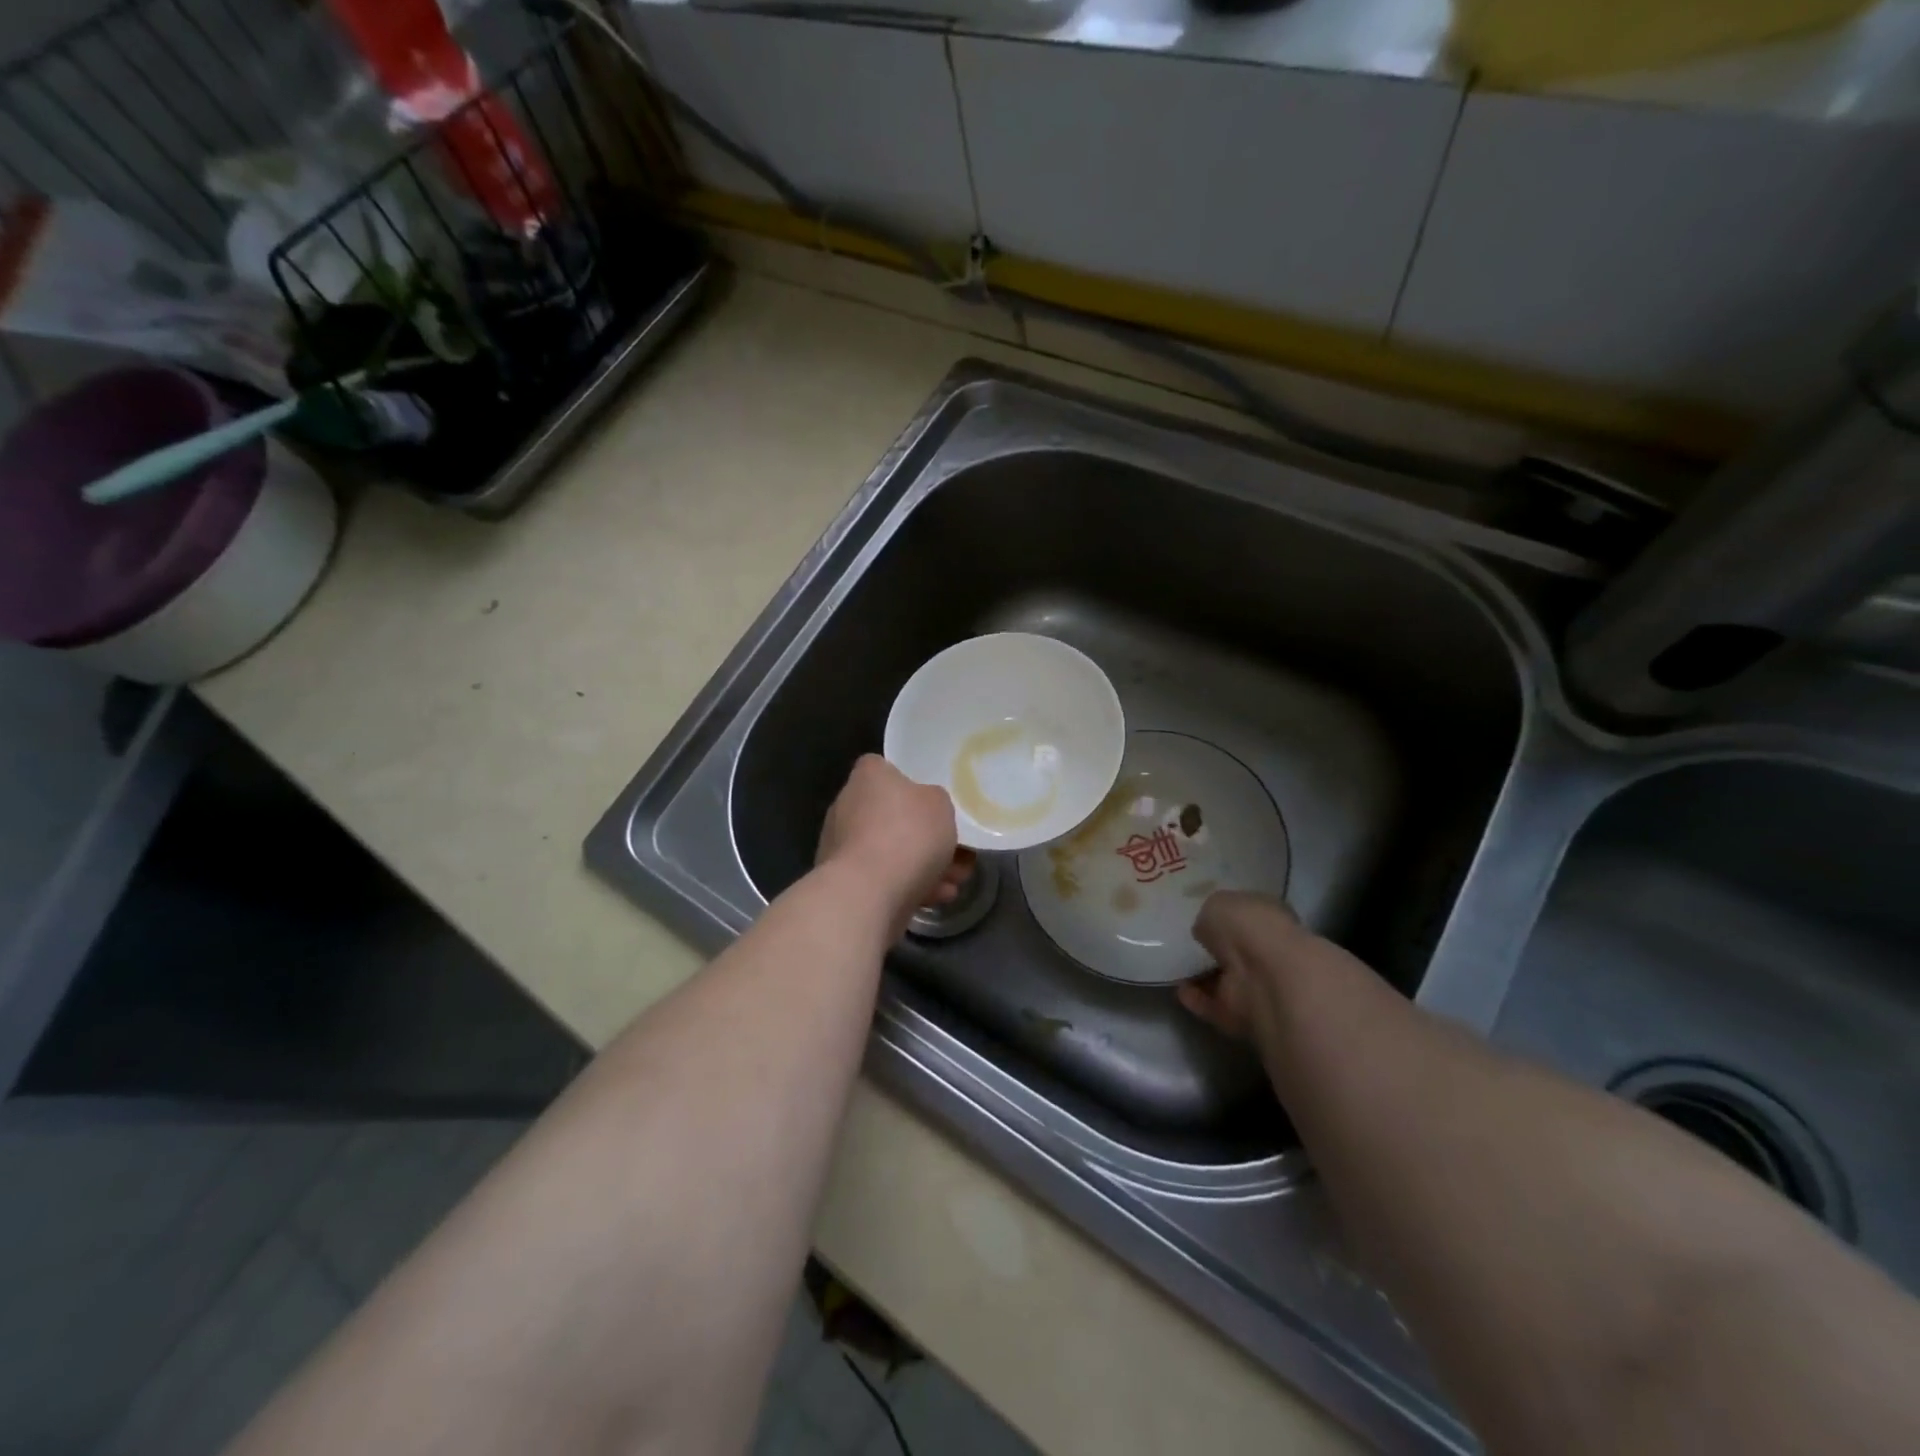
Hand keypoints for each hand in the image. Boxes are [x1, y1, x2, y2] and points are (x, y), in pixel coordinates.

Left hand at [817, 755, 973, 934]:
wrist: (868, 892)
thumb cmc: (907, 833)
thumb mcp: (941, 804)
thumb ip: (934, 800)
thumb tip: (924, 807)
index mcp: (867, 777)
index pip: (881, 768)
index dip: (906, 782)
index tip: (929, 801)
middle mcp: (847, 805)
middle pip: (889, 814)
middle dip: (923, 835)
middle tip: (955, 851)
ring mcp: (842, 845)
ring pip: (890, 850)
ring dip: (922, 865)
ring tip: (955, 881)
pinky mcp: (844, 881)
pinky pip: (882, 877)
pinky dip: (908, 885)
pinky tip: (937, 897)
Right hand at [1176, 890, 1304, 1040]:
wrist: (1267, 978)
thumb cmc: (1249, 927)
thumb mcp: (1218, 904)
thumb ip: (1209, 915)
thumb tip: (1205, 930)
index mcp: (1270, 916)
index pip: (1247, 915)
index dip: (1226, 916)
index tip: (1201, 918)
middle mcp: (1269, 950)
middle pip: (1238, 950)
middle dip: (1215, 949)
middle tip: (1186, 945)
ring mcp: (1260, 985)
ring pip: (1226, 979)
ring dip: (1203, 976)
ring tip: (1174, 968)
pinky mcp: (1245, 1015)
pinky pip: (1216, 1005)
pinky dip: (1198, 999)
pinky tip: (1178, 990)